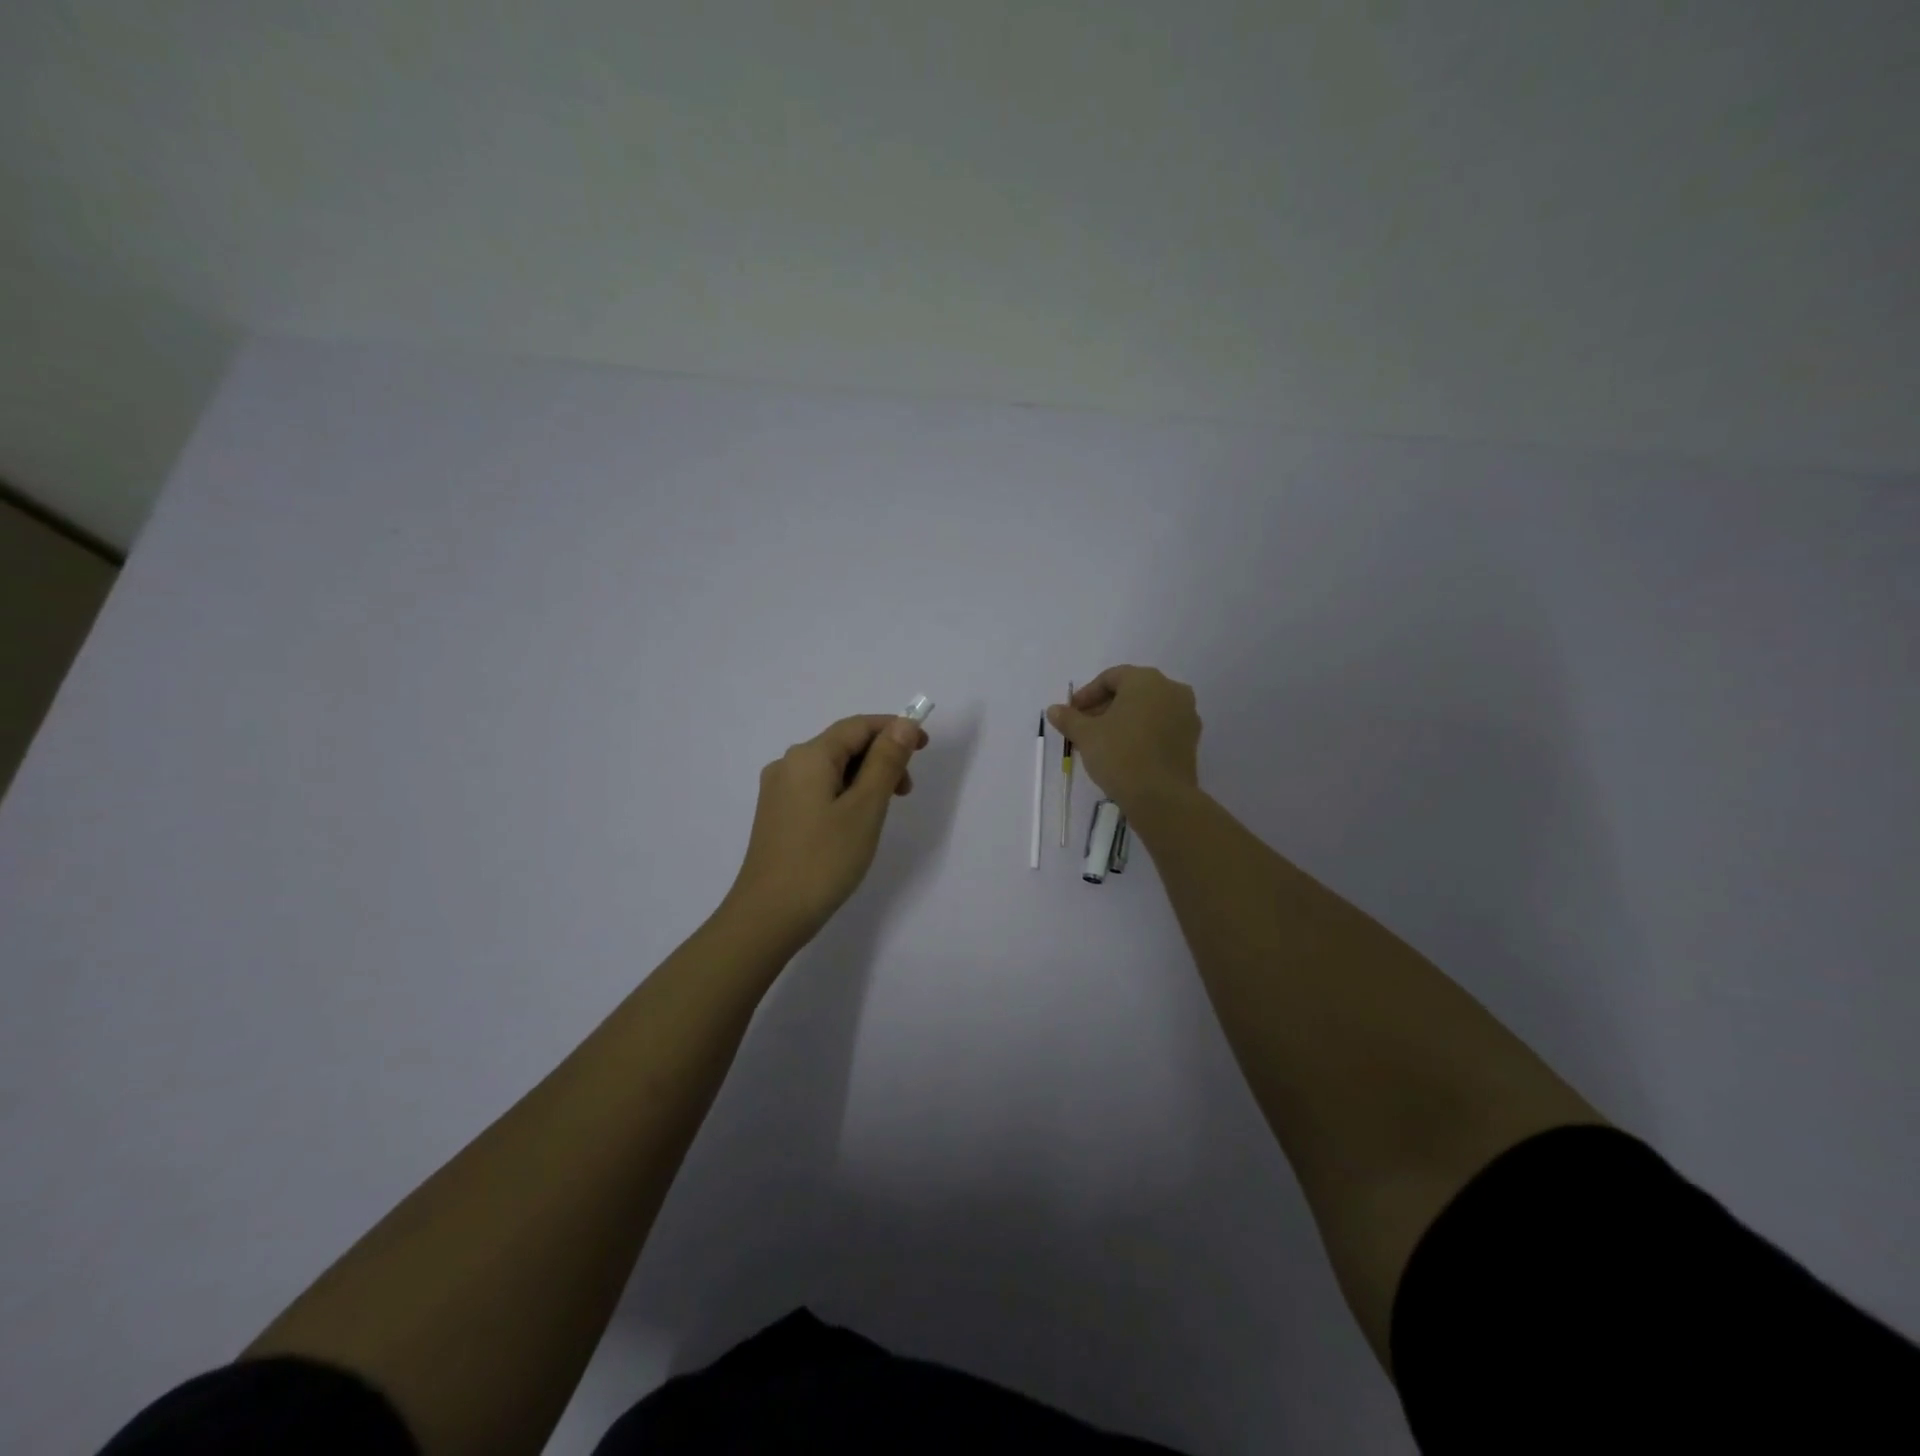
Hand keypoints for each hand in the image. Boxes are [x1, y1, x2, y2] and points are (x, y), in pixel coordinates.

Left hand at [721, 713, 927, 950]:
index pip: (858, 726)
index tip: (925, 747)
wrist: (769, 916)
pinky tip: (855, 822)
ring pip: (831, 769)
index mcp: (809, 756)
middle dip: (881, 758)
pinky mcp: (777, 815)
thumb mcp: (865, 808)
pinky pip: (818, 789)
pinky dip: (845, 794)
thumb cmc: (823, 860)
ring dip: (864, 778)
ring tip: (884, 811)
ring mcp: (778, 791)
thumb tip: (903, 724)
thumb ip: (886, 762)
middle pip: (843, 745)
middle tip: (906, 792)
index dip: (894, 729)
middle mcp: (788, 764)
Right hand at [1049, 665, 1200, 812]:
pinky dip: (1142, 732)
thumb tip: (1054, 710)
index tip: (1071, 713)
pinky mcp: (1191, 739)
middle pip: (1131, 692)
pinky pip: (1161, 727)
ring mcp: (1186, 714)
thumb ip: (1069, 718)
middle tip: (1083, 728)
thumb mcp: (1086, 735)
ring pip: (1147, 710)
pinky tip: (1125, 752)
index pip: (1110, 678)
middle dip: (1104, 707)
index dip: (1087, 695)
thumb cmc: (1119, 755)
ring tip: (1102, 742)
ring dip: (1123, 720)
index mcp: (1146, 680)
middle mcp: (1171, 689)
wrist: (1161, 797)